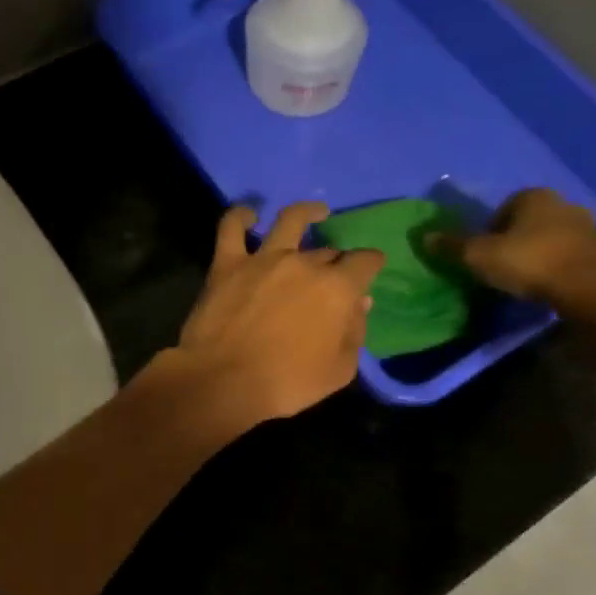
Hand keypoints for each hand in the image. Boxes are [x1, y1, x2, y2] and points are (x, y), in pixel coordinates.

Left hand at [164, 201, 384, 426]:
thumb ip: (355, 332)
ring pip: (290, 221)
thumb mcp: (339, 370)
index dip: (371, 263)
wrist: (223, 381)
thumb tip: (360, 303)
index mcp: (337, 288)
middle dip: (336, 261)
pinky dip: (241, 216)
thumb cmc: (287, 383)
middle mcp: (304, 263)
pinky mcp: (227, 263)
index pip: (364, 262)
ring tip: (316, 211)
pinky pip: (232, 227)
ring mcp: (264, 259)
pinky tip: (249, 215)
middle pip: (327, 252)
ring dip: (307, 212)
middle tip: (333, 274)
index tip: (372, 266)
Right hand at [426, 189, 595, 311]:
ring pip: (549, 238)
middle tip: (501, 268)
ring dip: (537, 255)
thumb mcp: (480, 256)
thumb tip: (425, 236)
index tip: (484, 256)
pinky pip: (569, 256)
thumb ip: (453, 246)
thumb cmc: (531, 263)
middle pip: (527, 223)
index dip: (488, 232)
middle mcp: (562, 203)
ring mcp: (587, 226)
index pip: (501, 209)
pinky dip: (557, 267)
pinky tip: (549, 287)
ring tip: (525, 281)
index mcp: (533, 196)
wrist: (590, 289)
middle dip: (514, 242)